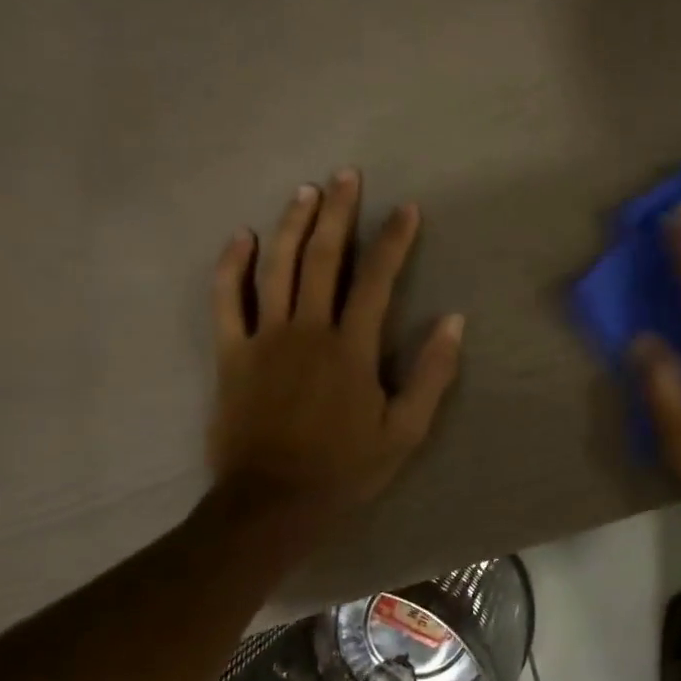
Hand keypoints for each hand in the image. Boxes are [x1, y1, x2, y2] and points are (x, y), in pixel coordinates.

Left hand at [208, 172, 463, 545]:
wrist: (272, 504)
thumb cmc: (346, 468)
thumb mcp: (406, 430)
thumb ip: (431, 374)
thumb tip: (454, 321)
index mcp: (352, 348)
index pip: (377, 281)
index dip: (394, 241)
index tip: (406, 209)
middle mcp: (307, 330)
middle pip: (323, 259)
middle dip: (338, 214)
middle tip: (347, 176)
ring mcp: (264, 339)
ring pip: (277, 268)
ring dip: (293, 225)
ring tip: (306, 191)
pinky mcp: (231, 354)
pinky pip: (226, 300)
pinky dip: (232, 266)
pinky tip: (243, 237)